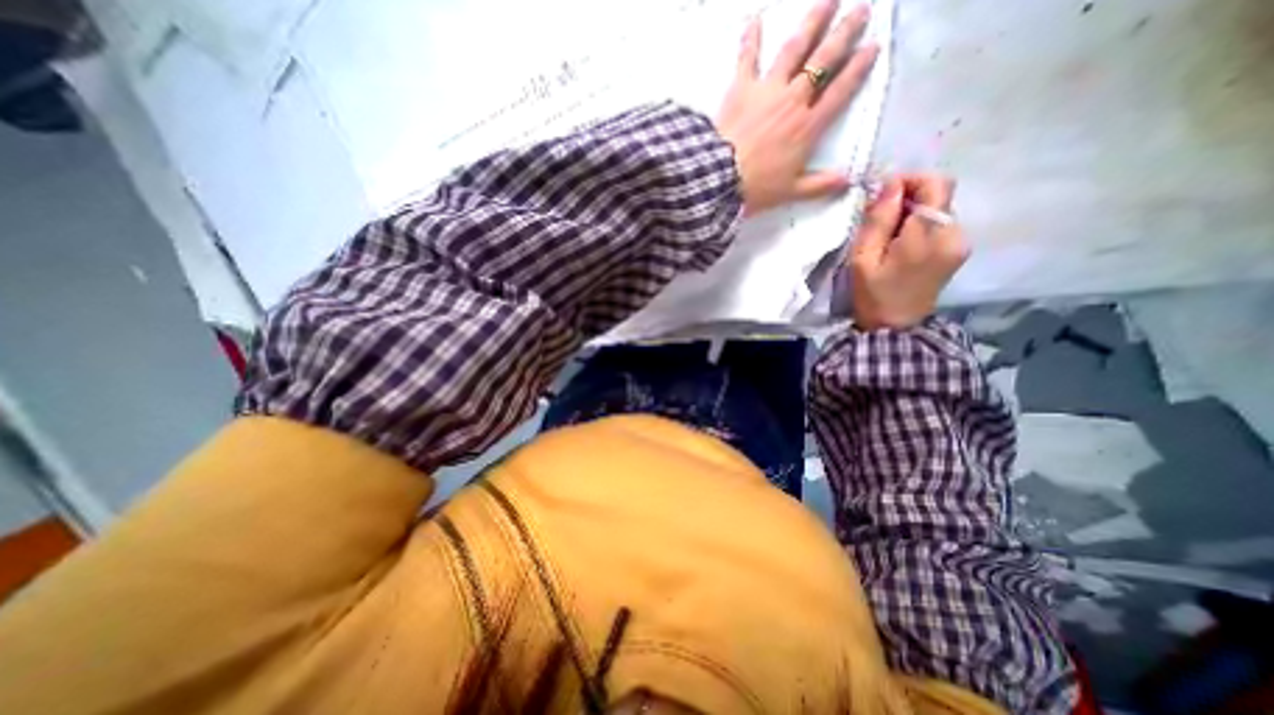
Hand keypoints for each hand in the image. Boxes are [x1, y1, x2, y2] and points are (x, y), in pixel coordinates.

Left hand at [713, 0, 883, 213]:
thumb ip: (820, 185)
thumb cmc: (757, 187)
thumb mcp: (792, 191)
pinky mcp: (741, 88)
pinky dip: (751, 38)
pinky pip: (747, 58)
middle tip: (861, 9)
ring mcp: (767, 90)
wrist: (721, 179)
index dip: (858, 68)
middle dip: (844, 34)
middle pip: (824, 61)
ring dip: (812, 22)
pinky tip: (755, 18)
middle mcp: (793, 100)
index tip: (873, 46)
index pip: (840, 91)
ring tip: (828, 0)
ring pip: (794, 49)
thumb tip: (848, 182)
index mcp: (808, 126)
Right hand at [851, 174, 972, 328]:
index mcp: (928, 235)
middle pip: (939, 194)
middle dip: (908, 196)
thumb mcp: (863, 258)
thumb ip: (878, 219)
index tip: (882, 194)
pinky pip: (941, 223)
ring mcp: (961, 242)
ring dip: (913, 211)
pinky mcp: (959, 249)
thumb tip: (891, 184)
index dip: (909, 180)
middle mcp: (954, 233)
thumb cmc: (873, 294)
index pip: (935, 184)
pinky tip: (901, 242)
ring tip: (887, 234)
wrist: (896, 328)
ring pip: (940, 207)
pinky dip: (920, 224)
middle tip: (878, 216)